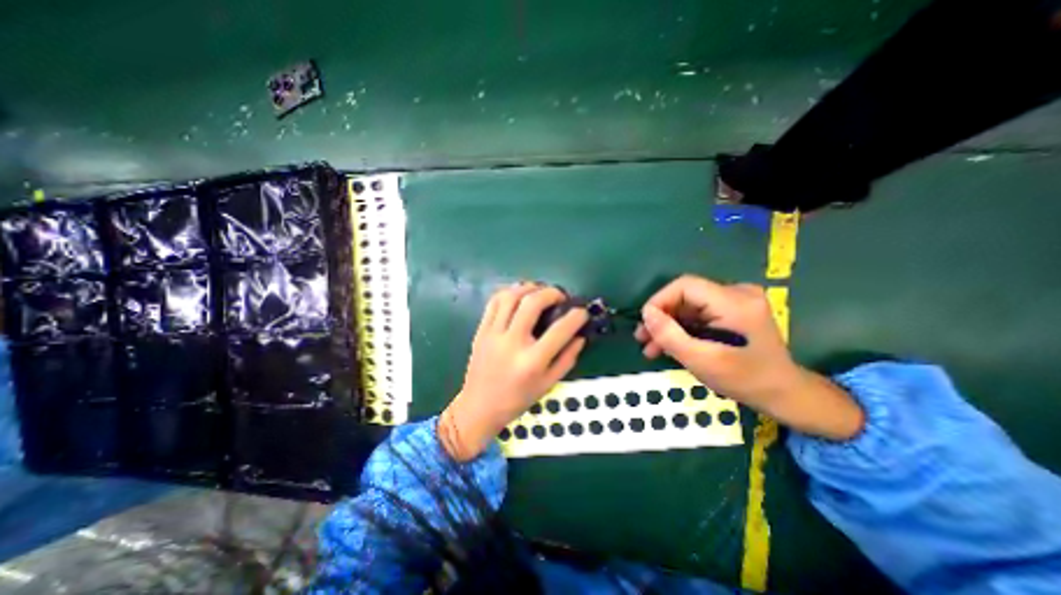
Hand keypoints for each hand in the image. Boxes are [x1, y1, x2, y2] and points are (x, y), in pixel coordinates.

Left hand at [440, 285, 587, 459]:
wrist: (479, 407)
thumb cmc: (517, 399)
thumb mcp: (548, 384)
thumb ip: (567, 358)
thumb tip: (581, 336)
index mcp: (532, 361)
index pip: (560, 329)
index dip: (576, 316)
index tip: (582, 312)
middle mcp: (512, 343)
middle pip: (532, 302)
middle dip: (551, 293)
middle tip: (560, 296)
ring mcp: (493, 334)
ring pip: (511, 296)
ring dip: (529, 287)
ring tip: (540, 291)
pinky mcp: (481, 330)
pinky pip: (494, 302)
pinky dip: (509, 292)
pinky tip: (519, 295)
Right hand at [637, 276, 861, 439]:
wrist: (783, 394)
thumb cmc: (745, 380)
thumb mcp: (703, 361)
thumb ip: (671, 335)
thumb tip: (646, 313)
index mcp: (735, 302)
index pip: (685, 286)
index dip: (660, 301)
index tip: (645, 324)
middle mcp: (737, 293)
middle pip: (685, 296)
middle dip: (661, 318)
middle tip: (642, 339)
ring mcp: (736, 301)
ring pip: (688, 307)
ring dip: (669, 326)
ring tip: (650, 347)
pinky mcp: (733, 311)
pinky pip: (698, 314)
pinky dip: (682, 329)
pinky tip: (669, 345)